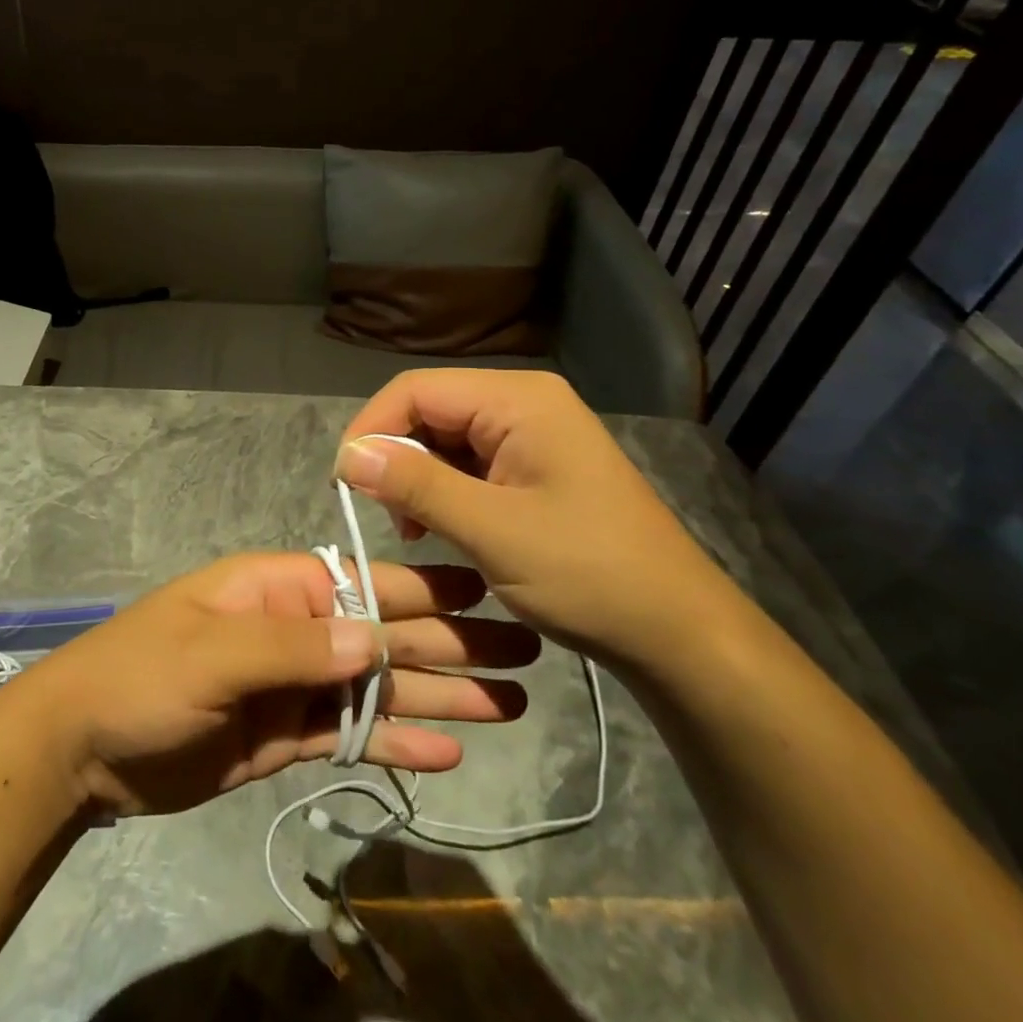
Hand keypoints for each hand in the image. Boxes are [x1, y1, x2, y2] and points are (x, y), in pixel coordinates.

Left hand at [9, 551, 539, 817]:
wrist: (83, 748)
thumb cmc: (142, 676)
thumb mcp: (212, 652)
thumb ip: (294, 645)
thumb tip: (376, 639)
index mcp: (278, 588)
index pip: (364, 584)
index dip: (425, 592)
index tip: (488, 595)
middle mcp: (294, 629)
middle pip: (383, 635)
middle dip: (451, 645)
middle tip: (525, 655)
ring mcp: (292, 685)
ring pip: (376, 687)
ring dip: (437, 696)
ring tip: (508, 709)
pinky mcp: (285, 737)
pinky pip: (350, 733)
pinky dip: (393, 739)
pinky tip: (445, 752)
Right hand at [335, 369, 741, 670]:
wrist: (678, 631)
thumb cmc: (589, 574)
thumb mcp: (492, 531)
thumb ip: (416, 485)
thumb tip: (347, 455)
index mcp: (518, 400)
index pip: (416, 390)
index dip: (371, 428)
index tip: (344, 483)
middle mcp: (523, 403)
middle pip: (429, 411)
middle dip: (395, 457)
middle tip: (383, 515)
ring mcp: (531, 435)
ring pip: (444, 440)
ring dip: (416, 478)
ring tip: (413, 530)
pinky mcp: (533, 468)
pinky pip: (469, 464)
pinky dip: (443, 492)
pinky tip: (440, 529)